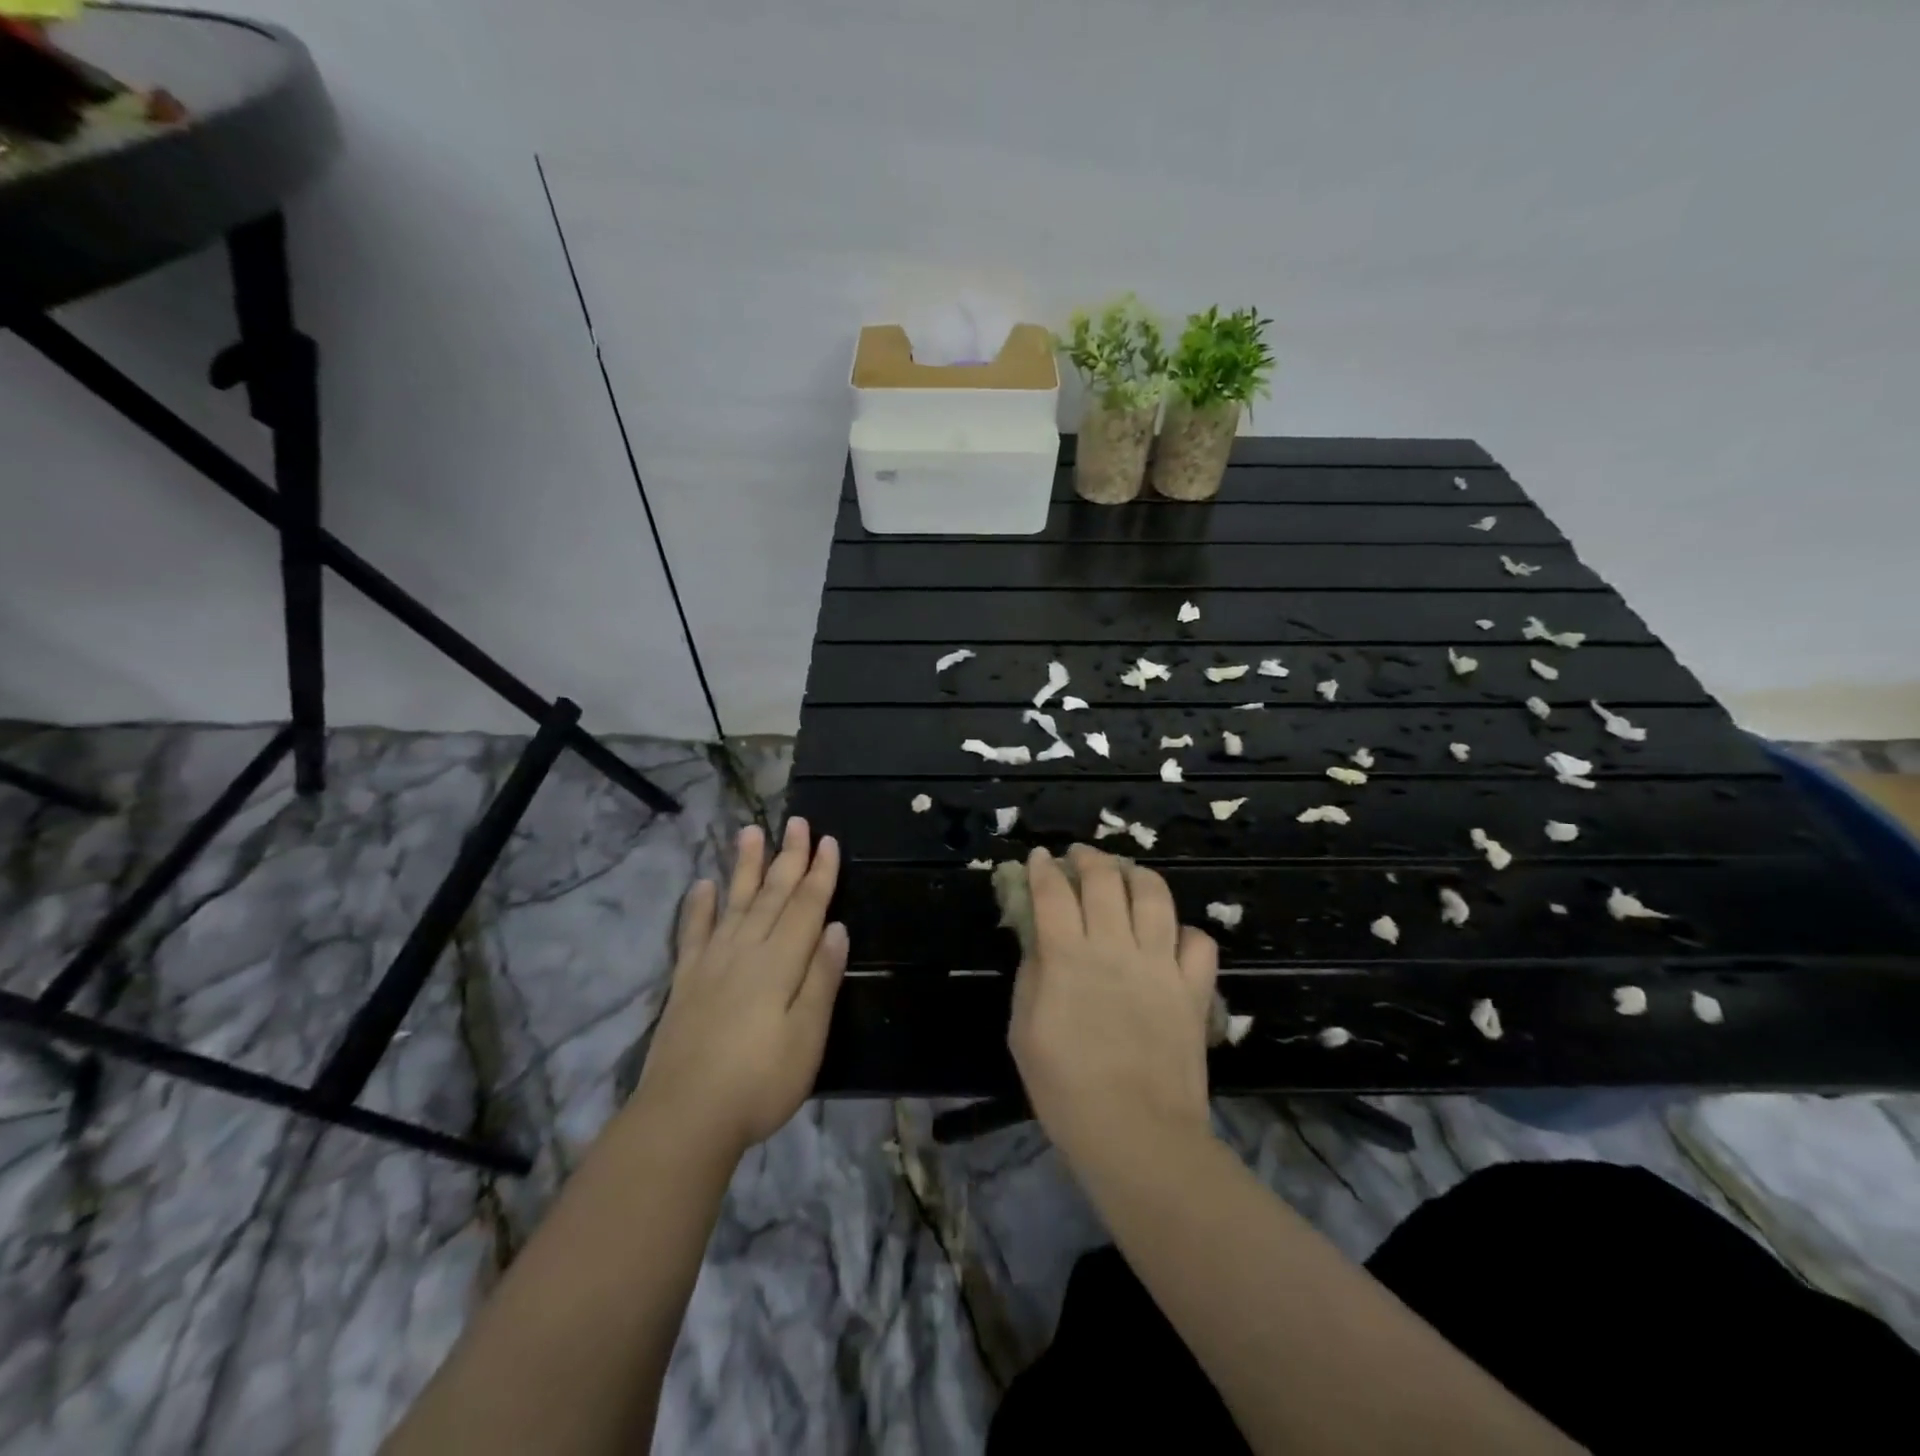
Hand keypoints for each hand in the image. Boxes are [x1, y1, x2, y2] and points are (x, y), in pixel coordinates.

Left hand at [633, 819, 847, 1158]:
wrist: (685, 1117)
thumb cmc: (760, 1081)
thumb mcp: (808, 1036)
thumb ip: (821, 978)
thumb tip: (837, 927)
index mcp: (781, 963)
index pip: (806, 906)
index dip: (820, 873)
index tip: (828, 841)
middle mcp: (746, 950)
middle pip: (773, 895)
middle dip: (788, 857)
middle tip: (796, 821)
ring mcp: (712, 963)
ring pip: (735, 902)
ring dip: (745, 867)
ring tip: (751, 832)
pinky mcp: (686, 982)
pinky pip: (694, 933)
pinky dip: (699, 907)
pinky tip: (702, 886)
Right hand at [1008, 845, 1219, 1171]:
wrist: (1136, 1135)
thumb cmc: (1065, 1090)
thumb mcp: (1024, 1032)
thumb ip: (1031, 977)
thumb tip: (1040, 943)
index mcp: (1067, 957)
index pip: (1052, 892)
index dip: (1043, 868)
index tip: (1038, 856)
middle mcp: (1115, 947)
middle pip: (1105, 880)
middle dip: (1089, 858)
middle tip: (1079, 857)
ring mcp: (1160, 965)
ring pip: (1155, 896)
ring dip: (1137, 875)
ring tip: (1126, 875)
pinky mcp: (1193, 989)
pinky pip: (1199, 942)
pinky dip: (1185, 931)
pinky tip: (1170, 936)